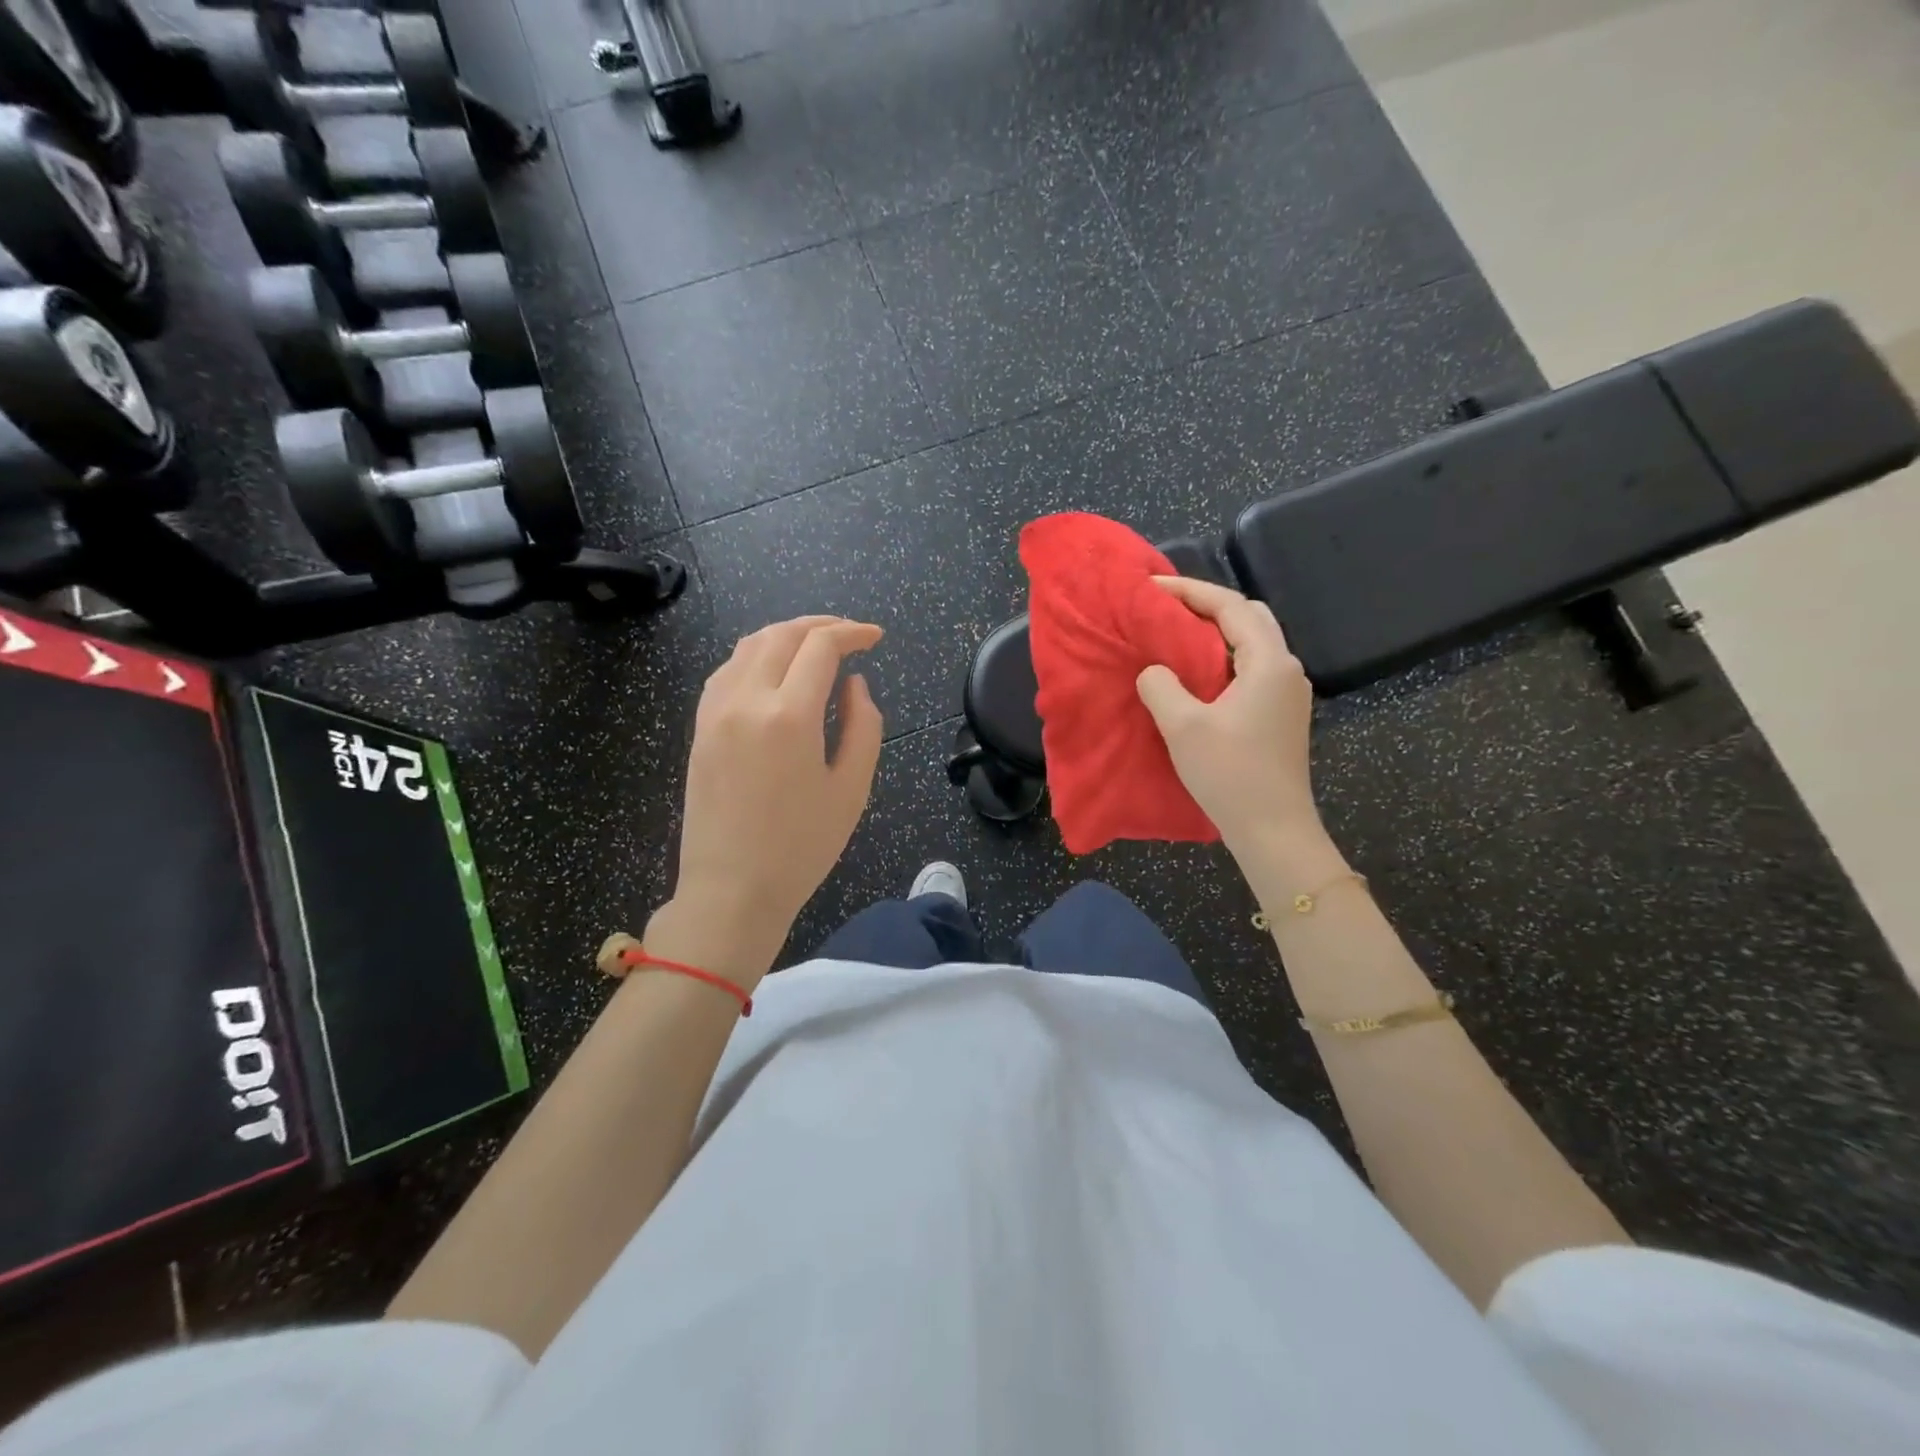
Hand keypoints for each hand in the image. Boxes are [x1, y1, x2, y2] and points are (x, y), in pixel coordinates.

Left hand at [658, 616, 883, 973]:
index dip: (853, 633)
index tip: (876, 638)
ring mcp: (715, 711)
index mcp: (789, 716)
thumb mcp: (852, 789)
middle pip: (782, 634)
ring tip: (816, 646)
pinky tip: (775, 671)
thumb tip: (853, 684)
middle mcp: (746, 700)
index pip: (821, 647)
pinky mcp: (700, 727)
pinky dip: (757, 655)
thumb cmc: (801, 847)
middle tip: (851, 635)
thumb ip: (863, 726)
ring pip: (749, 645)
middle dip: (821, 626)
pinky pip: (728, 670)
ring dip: (787, 635)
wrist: (731, 890)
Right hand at [1134, 577, 1326, 865]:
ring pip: (1252, 643)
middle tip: (1166, 609)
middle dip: (1206, 606)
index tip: (1151, 588)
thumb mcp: (1183, 726)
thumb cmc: (1230, 775)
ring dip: (1215, 633)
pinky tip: (1196, 673)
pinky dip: (1222, 658)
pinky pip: (1251, 668)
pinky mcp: (1281, 714)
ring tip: (1174, 636)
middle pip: (1249, 617)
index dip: (1189, 591)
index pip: (1230, 607)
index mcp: (1269, 663)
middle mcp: (1286, 669)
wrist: (1273, 830)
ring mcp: (1287, 693)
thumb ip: (1161, 686)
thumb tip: (1154, 671)